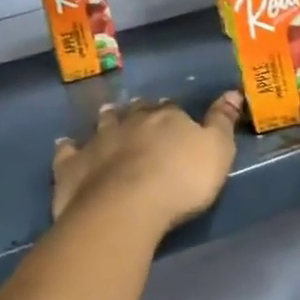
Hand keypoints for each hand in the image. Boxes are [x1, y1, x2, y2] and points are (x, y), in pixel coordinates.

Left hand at [51, 92, 242, 233]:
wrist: (125, 207)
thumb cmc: (180, 180)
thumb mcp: (218, 151)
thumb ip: (223, 122)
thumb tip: (233, 92)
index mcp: (166, 117)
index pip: (172, 109)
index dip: (175, 114)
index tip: (177, 120)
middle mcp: (130, 121)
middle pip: (136, 112)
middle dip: (139, 112)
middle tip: (141, 116)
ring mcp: (97, 141)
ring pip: (102, 123)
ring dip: (107, 120)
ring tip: (108, 118)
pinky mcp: (71, 166)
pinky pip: (67, 151)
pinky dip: (68, 147)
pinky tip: (66, 146)